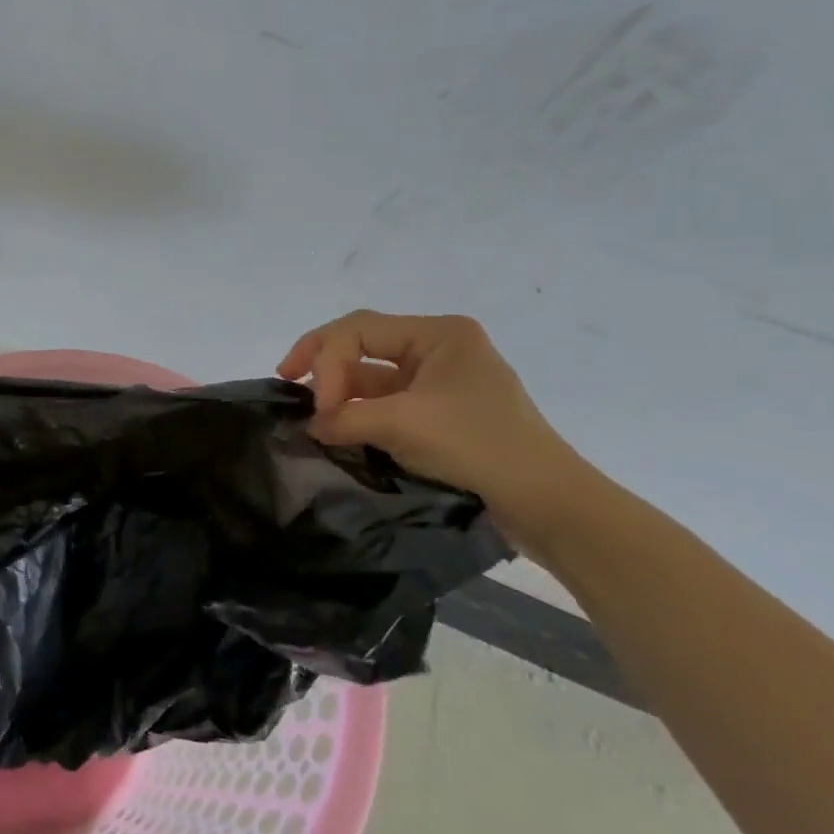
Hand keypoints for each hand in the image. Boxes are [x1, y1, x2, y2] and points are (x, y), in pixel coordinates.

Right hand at [278, 310, 590, 545]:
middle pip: (363, 345)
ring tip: (310, 416)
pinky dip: (359, 414)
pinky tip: (337, 430)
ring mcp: (440, 382)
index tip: (318, 407)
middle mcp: (439, 349)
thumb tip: (310, 425)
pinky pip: (386, 403)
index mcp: (440, 333)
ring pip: (372, 376)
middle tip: (286, 381)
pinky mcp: (440, 414)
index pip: (359, 329)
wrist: (547, 504)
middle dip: (324, 366)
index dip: (326, 361)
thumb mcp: (404, 424)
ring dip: (340, 394)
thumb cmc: (479, 446)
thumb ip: (346, 416)